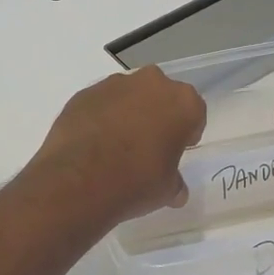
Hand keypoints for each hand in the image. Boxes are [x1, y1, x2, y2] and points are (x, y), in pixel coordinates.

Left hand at [27, 66, 207, 222]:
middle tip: (148, 146)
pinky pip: (101, 103)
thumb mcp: (167, 190)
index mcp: (183, 102)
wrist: (79, 181)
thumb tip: (176, 191)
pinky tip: (93, 143)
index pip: (194, 113)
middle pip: (161, 97)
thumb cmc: (136, 182)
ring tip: (116, 145)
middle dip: (157, 116)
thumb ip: (175, 183)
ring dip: (127, 114)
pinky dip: (100, 117)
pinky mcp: (84, 93)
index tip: (176, 150)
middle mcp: (152, 83)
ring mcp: (114, 85)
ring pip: (129, 96)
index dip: (186, 133)